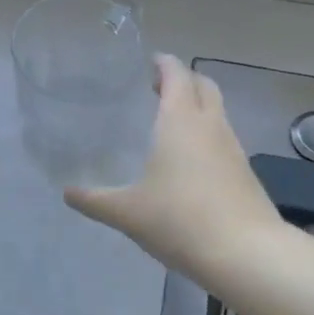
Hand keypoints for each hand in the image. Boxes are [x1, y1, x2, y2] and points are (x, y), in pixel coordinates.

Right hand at [64, 54, 283, 283]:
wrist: (246, 253)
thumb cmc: (180, 220)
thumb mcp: (127, 213)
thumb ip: (95, 201)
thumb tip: (67, 193)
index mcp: (180, 121)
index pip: (176, 75)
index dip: (164, 64)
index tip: (150, 62)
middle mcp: (210, 125)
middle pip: (203, 85)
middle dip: (184, 80)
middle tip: (159, 88)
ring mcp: (233, 148)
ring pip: (217, 112)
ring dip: (198, 106)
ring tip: (172, 122)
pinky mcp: (246, 172)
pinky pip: (224, 139)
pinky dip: (208, 135)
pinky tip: (192, 161)